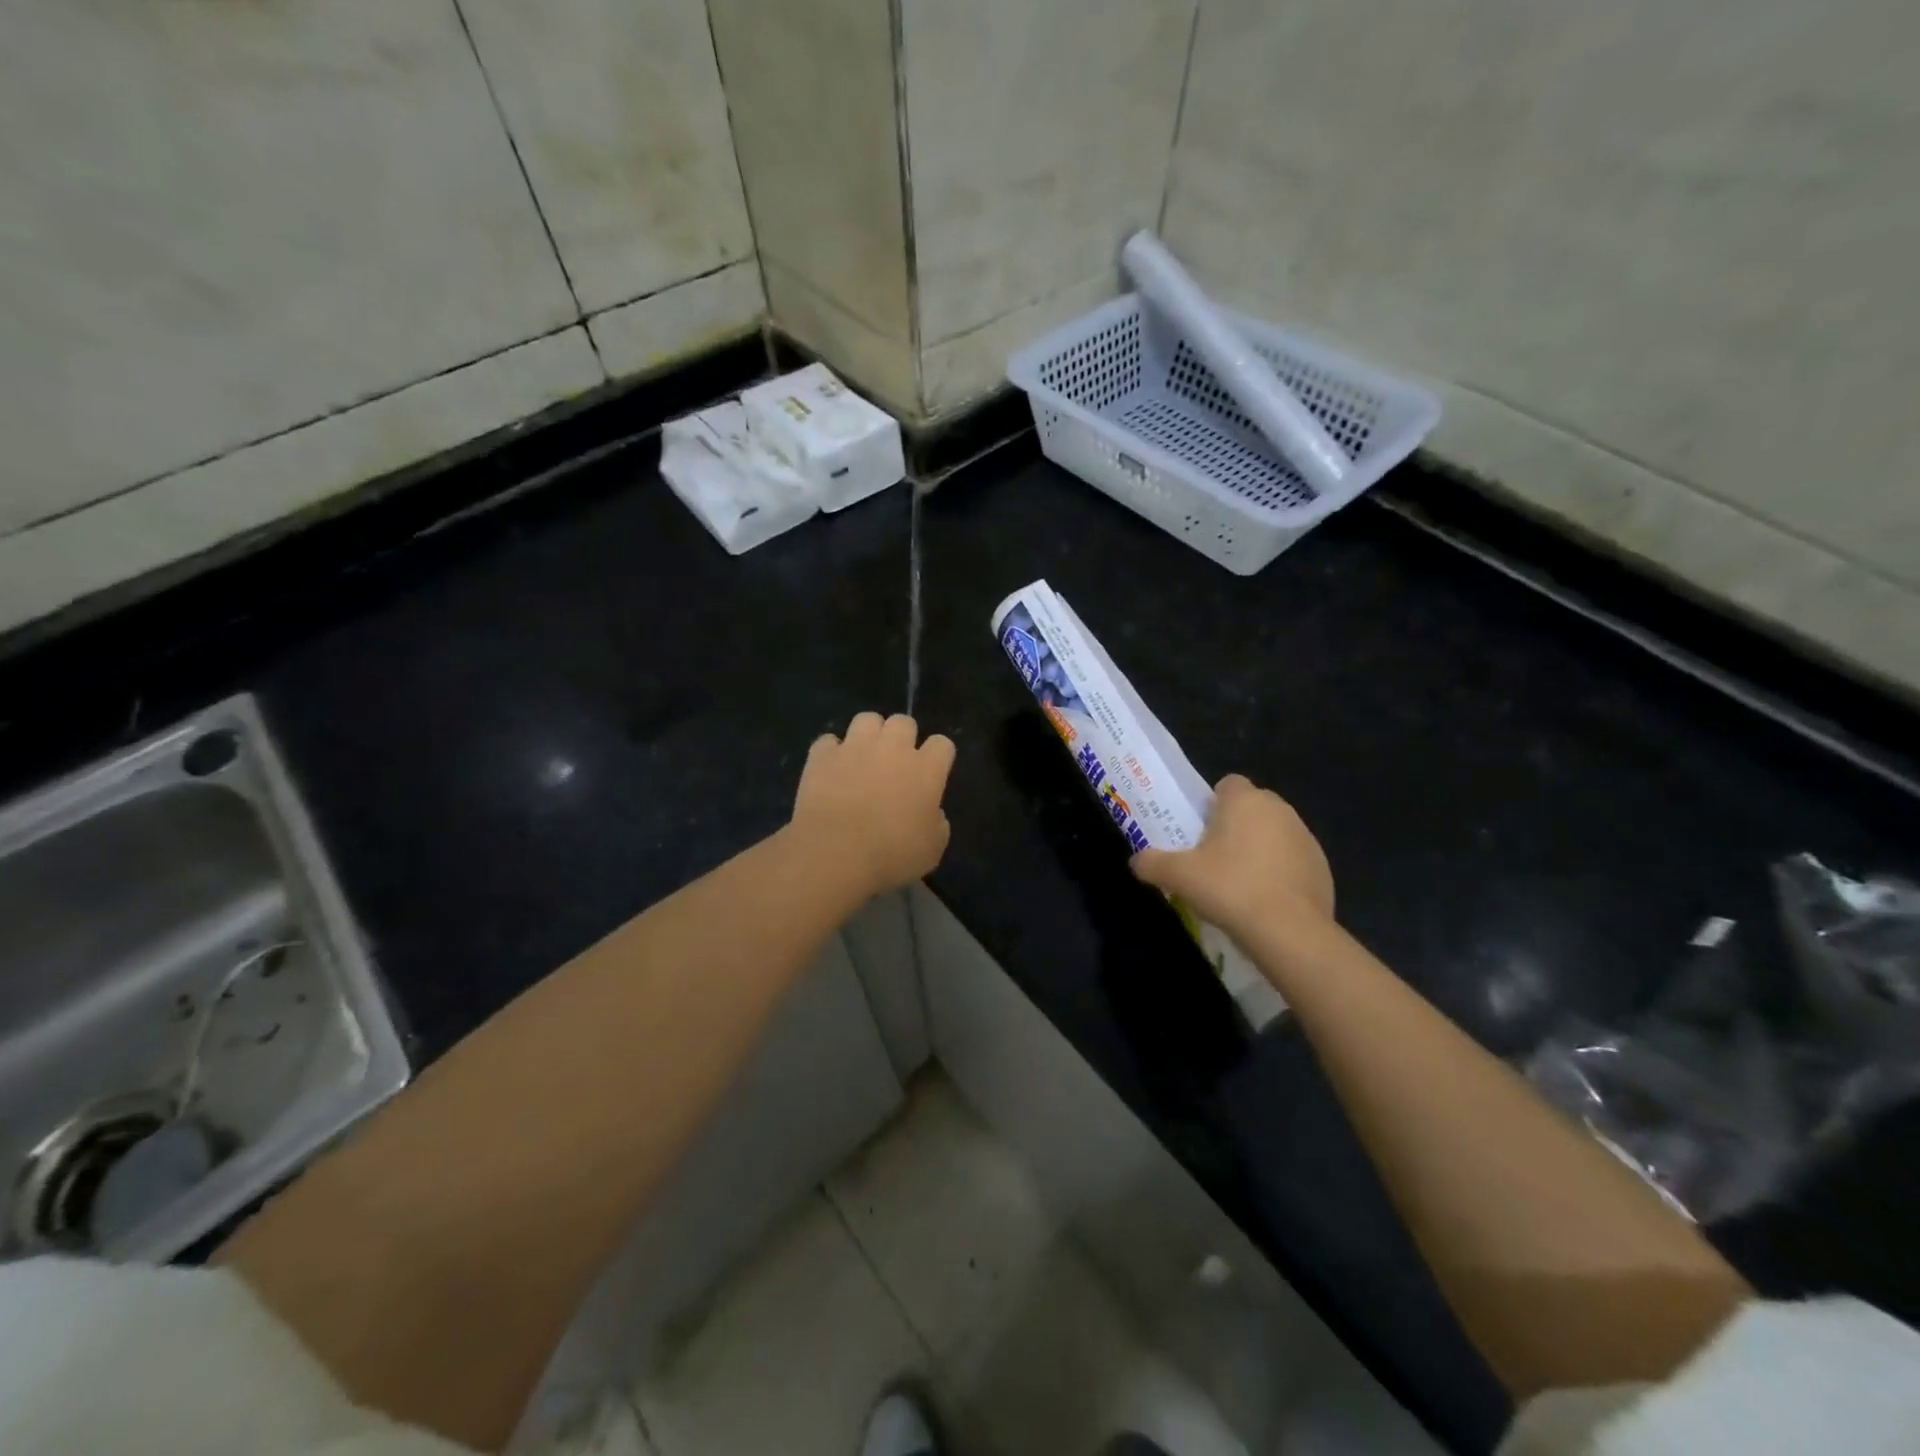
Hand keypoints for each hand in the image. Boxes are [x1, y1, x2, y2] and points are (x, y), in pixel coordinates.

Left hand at [792, 712, 956, 898]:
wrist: (834, 854)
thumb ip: (936, 823)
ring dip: (868, 735)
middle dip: (903, 737)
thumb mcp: (932, 849)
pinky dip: (831, 753)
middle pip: (904, 722)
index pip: (942, 744)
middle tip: (895, 763)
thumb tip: (931, 813)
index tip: (932, 773)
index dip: (938, 757)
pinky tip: (831, 769)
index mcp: (926, 770)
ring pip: (867, 719)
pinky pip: (828, 741)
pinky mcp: (822, 756)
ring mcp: (854, 748)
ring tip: (863, 758)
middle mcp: (893, 749)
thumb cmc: (892, 856)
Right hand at [1132, 774, 1333, 939]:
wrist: (1288, 931)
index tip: (1200, 830)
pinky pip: (1292, 861)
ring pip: (1274, 834)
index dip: (1212, 803)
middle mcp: (1279, 809)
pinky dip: (1279, 874)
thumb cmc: (1229, 887)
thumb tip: (1136, 861)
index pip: (1228, 784)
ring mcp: (1305, 838)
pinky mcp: (1322, 867)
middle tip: (1213, 859)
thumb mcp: (1178, 876)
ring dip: (1258, 849)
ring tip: (1239, 884)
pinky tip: (1264, 901)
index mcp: (1245, 800)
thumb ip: (1152, 863)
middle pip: (1252, 808)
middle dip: (1235, 826)